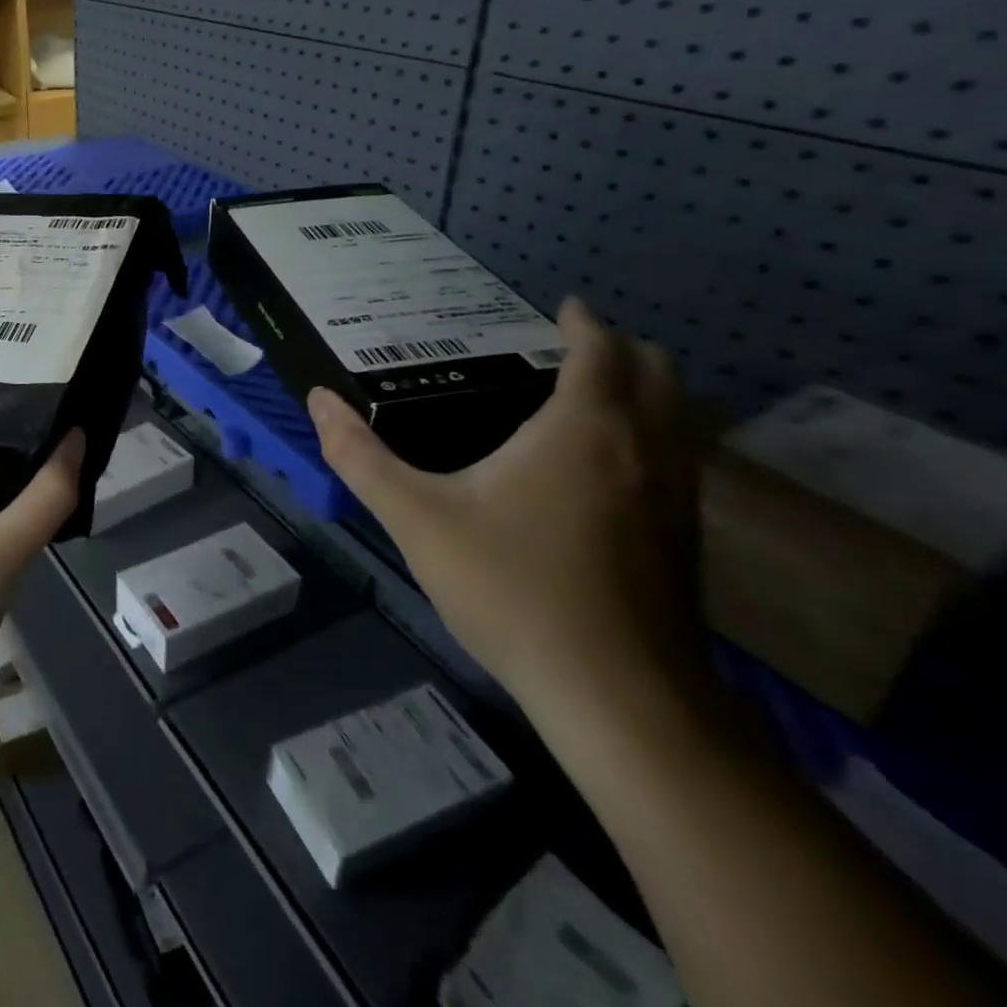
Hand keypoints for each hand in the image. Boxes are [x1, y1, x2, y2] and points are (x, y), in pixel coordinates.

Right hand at [308, 298, 706, 715]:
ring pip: (679, 418)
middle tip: (569, 348)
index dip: (583, 322)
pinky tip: (604, 471)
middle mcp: (644, 450)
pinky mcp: (687, 541)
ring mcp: (677, 498)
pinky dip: (652, 437)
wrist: (621, 699)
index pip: (600, 350)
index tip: (563, 308)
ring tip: (587, 399)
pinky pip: (680, 460)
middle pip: (658, 374)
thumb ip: (360, 457)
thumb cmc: (513, 590)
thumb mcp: (417, 519)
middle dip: (622, 349)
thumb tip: (318, 401)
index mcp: (582, 429)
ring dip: (645, 393)